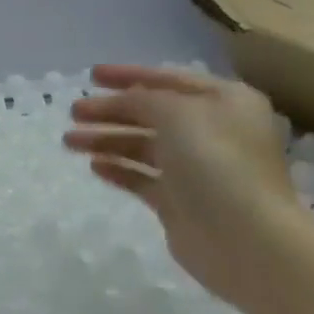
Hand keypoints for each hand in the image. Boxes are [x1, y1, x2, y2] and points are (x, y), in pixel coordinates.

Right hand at [63, 64, 304, 308]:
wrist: (243, 238)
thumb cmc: (215, 163)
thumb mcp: (176, 114)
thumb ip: (142, 99)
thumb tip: (121, 100)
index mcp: (225, 102)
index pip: (169, 79)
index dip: (128, 75)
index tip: (90, 75)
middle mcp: (213, 131)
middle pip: (152, 113)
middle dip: (110, 110)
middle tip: (73, 112)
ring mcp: (196, 168)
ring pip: (142, 146)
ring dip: (106, 140)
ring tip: (69, 141)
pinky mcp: (180, 201)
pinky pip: (142, 177)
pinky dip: (118, 169)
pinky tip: (93, 166)